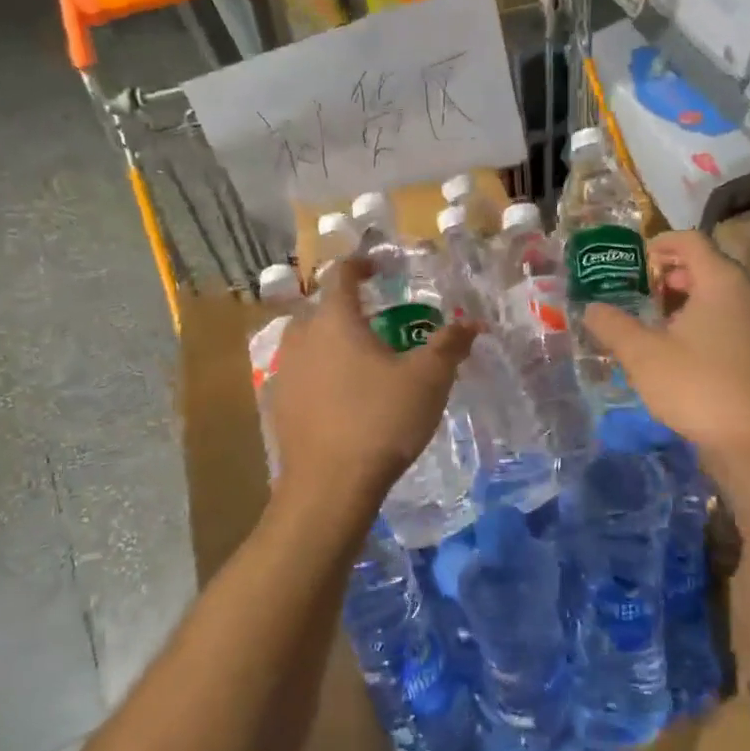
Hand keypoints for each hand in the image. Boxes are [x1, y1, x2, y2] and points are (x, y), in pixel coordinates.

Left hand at [269, 257, 475, 510]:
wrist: (330, 486)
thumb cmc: (381, 419)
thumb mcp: (428, 379)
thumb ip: (449, 345)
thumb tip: (471, 322)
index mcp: (335, 320)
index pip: (341, 275)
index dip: (360, 265)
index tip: (377, 267)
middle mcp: (302, 338)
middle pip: (320, 308)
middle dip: (345, 308)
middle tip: (376, 320)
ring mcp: (286, 372)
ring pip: (306, 342)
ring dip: (329, 341)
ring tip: (359, 358)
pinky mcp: (279, 406)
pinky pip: (301, 375)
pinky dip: (320, 373)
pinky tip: (340, 396)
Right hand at [582, 230, 749, 462]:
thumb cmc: (696, 386)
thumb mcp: (641, 355)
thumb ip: (612, 325)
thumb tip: (591, 308)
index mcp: (724, 282)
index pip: (693, 241)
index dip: (663, 244)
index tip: (640, 259)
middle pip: (715, 267)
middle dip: (680, 274)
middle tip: (650, 292)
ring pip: (732, 296)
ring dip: (700, 300)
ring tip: (671, 324)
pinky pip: (746, 321)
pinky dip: (721, 322)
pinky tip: (700, 352)